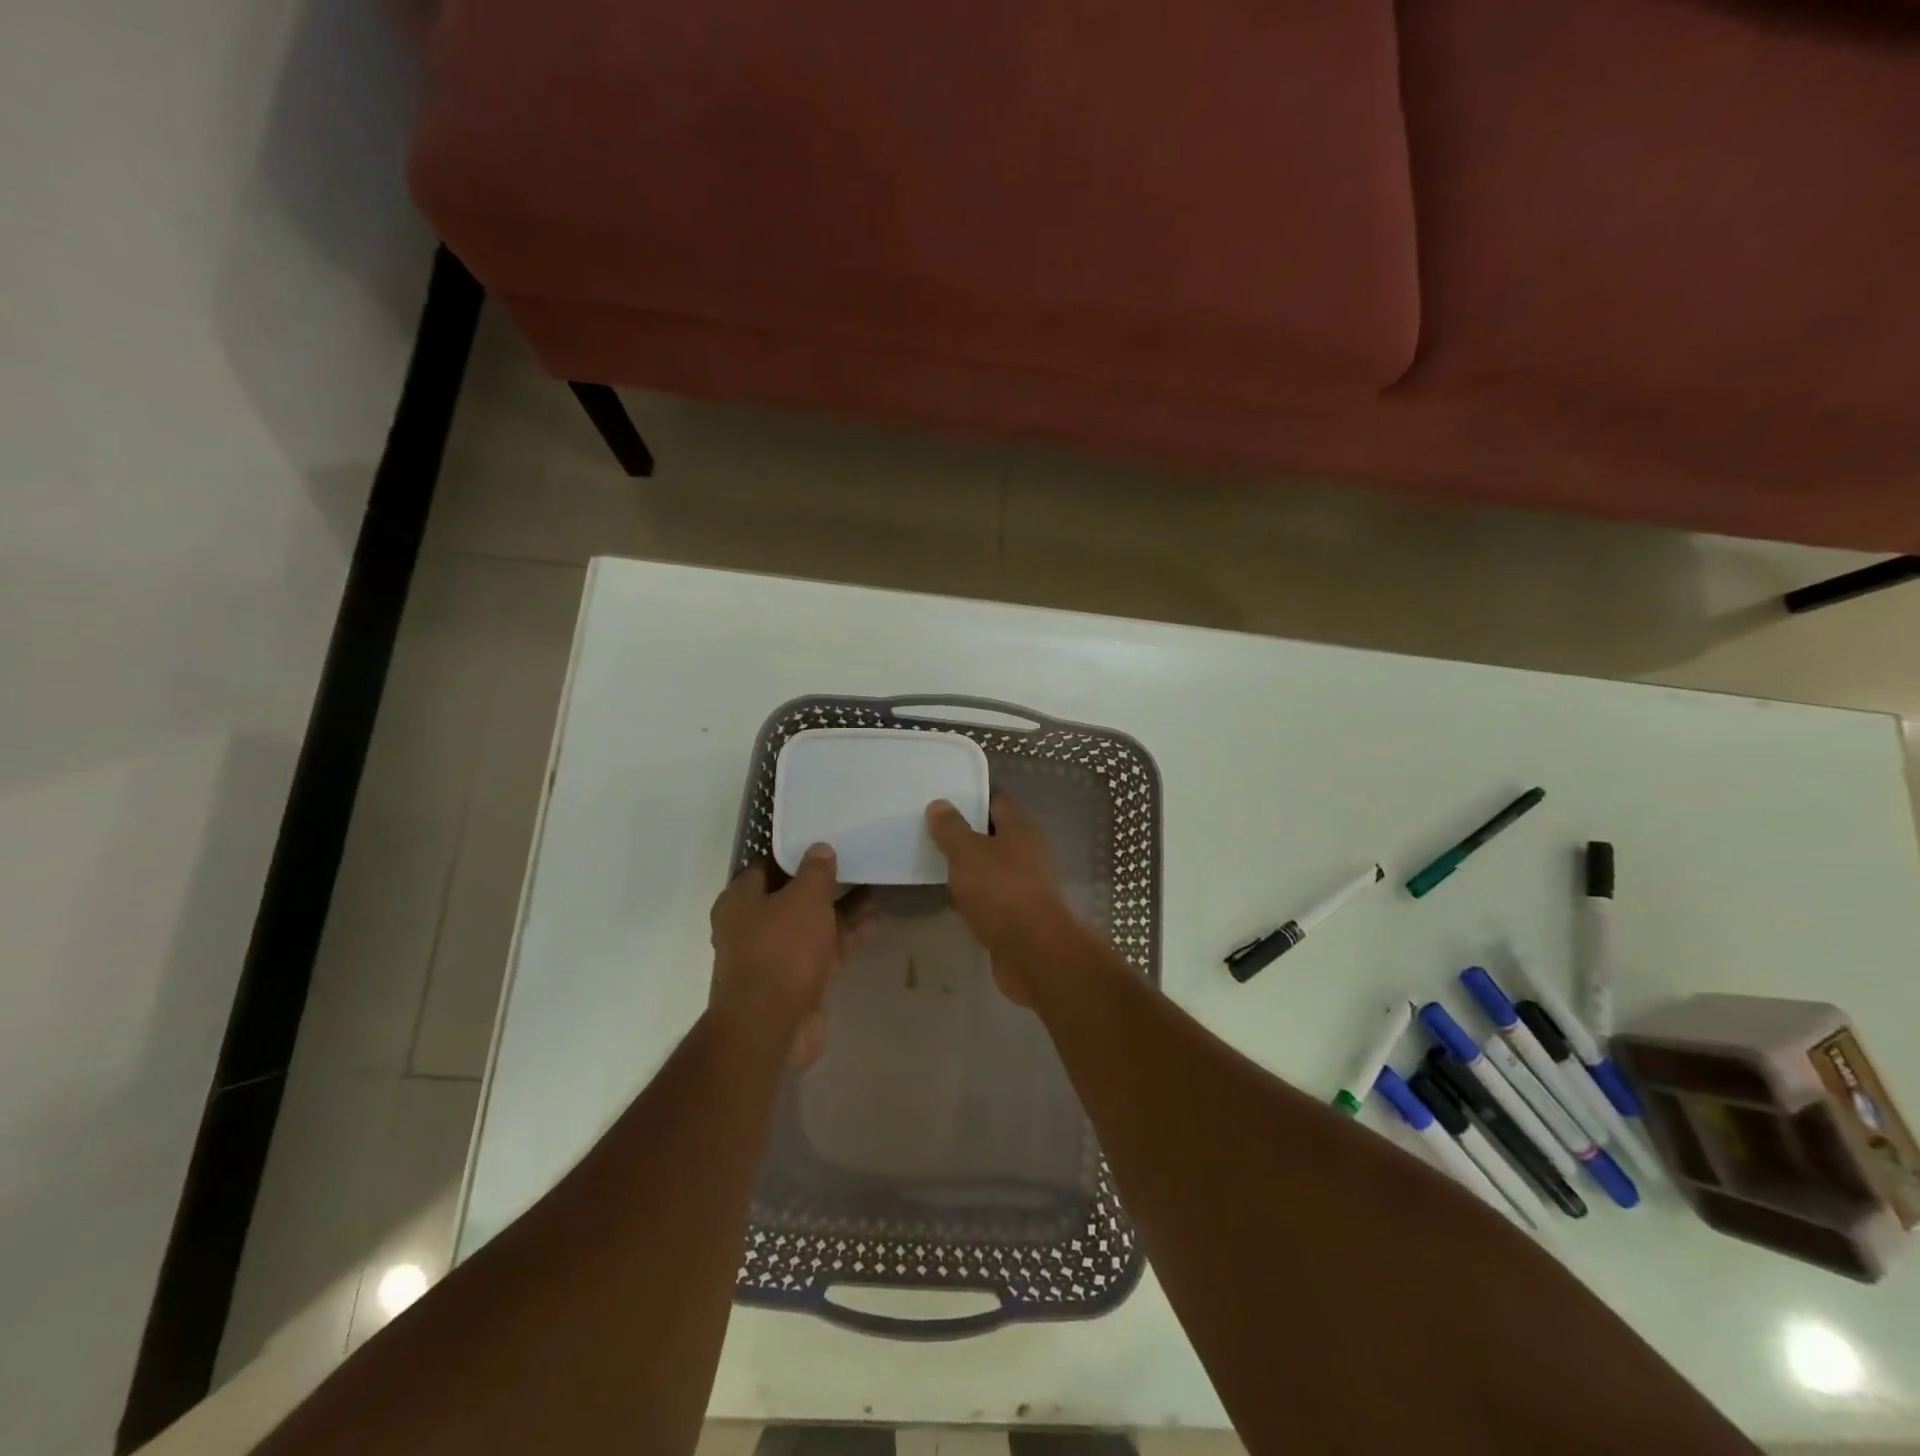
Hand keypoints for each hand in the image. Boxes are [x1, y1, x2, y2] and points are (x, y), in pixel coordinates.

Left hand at [709, 844, 863, 1067]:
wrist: (772, 1026)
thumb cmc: (781, 949)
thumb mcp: (804, 898)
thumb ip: (816, 871)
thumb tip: (820, 849)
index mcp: (740, 901)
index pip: (766, 866)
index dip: (795, 854)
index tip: (823, 842)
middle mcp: (753, 927)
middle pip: (792, 896)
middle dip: (824, 883)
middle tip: (855, 861)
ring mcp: (776, 956)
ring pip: (813, 924)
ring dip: (842, 908)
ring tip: (875, 884)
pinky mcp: (799, 980)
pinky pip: (826, 948)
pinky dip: (847, 934)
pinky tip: (876, 918)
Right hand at [925, 793, 1079, 1005]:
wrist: (1035, 953)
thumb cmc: (1002, 892)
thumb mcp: (968, 853)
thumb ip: (951, 829)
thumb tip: (939, 804)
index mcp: (1021, 830)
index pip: (996, 801)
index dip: (972, 796)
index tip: (944, 796)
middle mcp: (1028, 853)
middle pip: (994, 835)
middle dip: (966, 834)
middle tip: (930, 831)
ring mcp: (1026, 887)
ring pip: (991, 869)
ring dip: (969, 868)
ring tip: (933, 863)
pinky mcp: (1019, 917)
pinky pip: (991, 899)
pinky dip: (974, 898)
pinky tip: (951, 901)